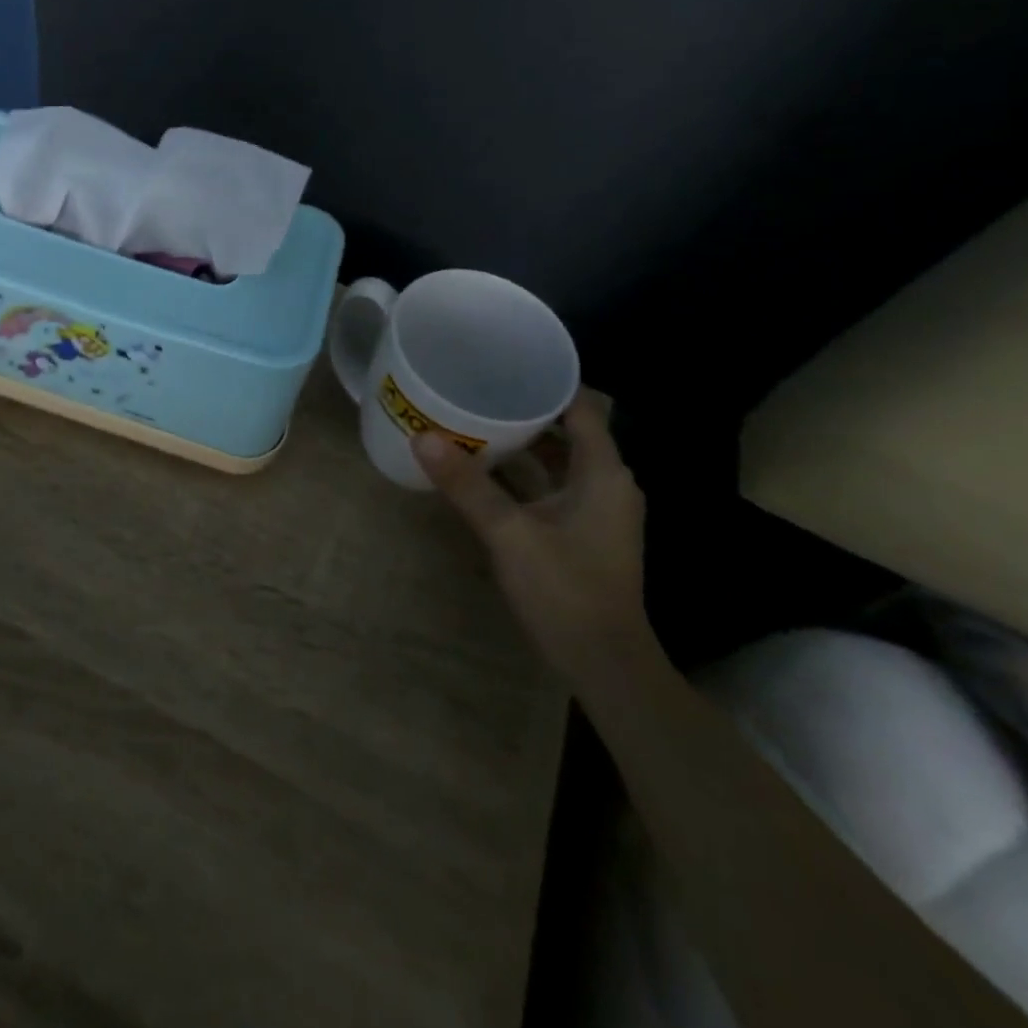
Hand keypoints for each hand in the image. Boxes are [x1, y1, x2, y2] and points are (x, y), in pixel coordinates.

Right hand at [415, 390, 651, 683]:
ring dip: (520, 443)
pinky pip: (549, 486)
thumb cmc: (566, 591)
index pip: (580, 407)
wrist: (604, 664)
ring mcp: (594, 509)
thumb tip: (422, 437)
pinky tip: (482, 470)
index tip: (502, 362)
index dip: (546, 382)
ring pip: (556, 460)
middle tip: (475, 388)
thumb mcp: (510, 534)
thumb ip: (468, 485)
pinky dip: (522, 474)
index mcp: (603, 473)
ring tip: (472, 420)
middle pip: (566, 430)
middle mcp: (605, 483)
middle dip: (523, 409)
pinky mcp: (580, 531)